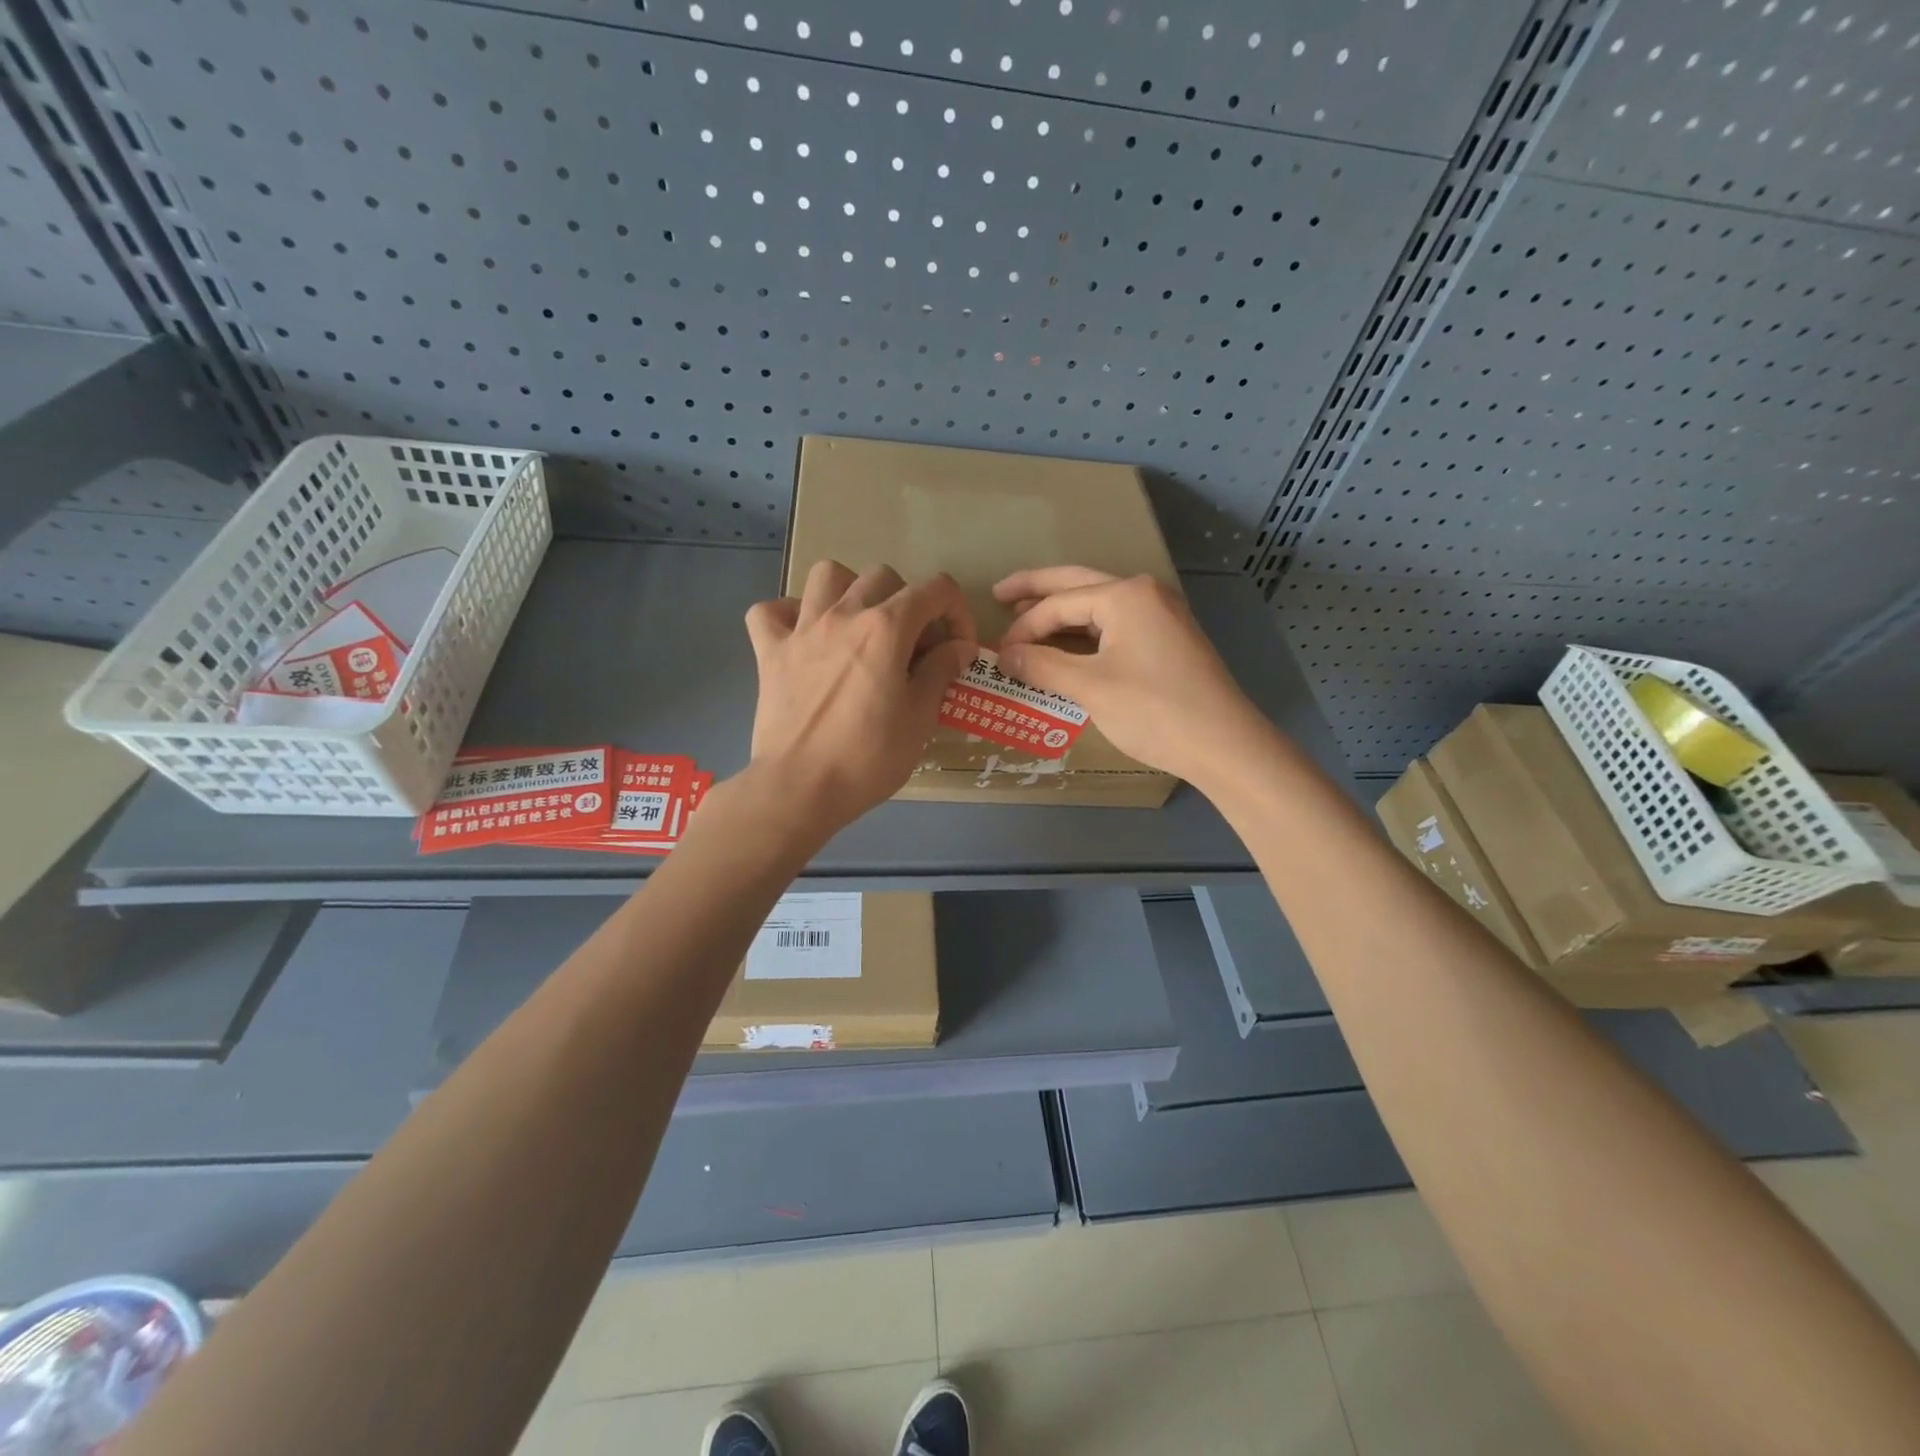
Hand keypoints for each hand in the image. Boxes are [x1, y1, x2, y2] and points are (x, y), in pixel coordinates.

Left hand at [743, 561, 976, 831]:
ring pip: (827, 575)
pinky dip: (788, 616)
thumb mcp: (920, 718)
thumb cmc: (868, 758)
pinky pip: (770, 612)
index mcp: (886, 628)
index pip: (935, 589)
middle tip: (911, 647)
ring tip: (858, 626)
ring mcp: (801, 630)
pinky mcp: (769, 652)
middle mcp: (843, 615)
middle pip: (883, 577)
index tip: (958, 648)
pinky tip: (804, 638)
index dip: (957, 611)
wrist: (800, 788)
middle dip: (908, 603)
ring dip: (850, 591)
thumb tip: (959, 647)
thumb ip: (941, 672)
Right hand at [994, 566, 1265, 785]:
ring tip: (1027, 620)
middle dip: (1038, 590)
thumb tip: (1004, 655)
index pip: (1060, 602)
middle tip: (1000, 593)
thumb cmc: (1155, 711)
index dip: (1024, 627)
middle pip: (1078, 585)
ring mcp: (1162, 615)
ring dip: (1063, 613)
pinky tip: (1068, 646)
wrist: (1225, 745)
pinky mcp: (1168, 640)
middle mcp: (1145, 594)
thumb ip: (1042, 666)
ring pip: (1099, 607)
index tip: (999, 653)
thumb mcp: (1090, 688)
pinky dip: (1087, 634)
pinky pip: (1116, 626)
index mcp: (1126, 595)